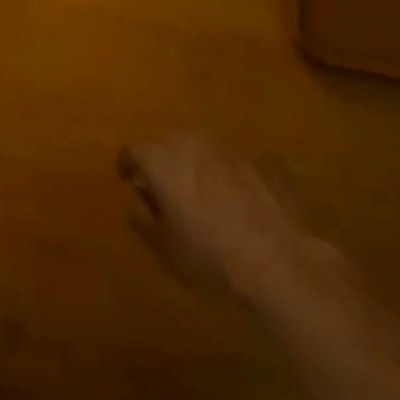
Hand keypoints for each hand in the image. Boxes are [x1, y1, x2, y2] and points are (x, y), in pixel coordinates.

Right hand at [117, 131, 321, 300]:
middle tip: (160, 182)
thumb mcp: (165, 247)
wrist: (275, 259)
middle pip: (166, 140)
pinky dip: (222, 171)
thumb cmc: (209, 255)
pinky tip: (230, 195)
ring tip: (195, 186)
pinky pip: (227, 160)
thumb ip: (142, 217)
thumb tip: (134, 199)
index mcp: (162, 160)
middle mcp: (190, 143)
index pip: (133, 149)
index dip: (127, 162)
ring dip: (191, 160)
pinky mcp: (254, 161)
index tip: (125, 176)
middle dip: (159, 157)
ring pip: (198, 145)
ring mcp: (225, 148)